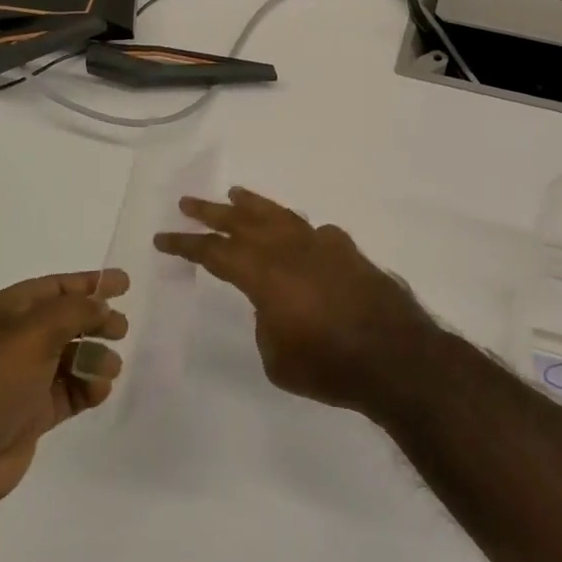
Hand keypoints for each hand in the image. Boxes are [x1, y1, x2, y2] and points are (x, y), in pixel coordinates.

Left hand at [0, 270, 128, 523]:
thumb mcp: (32, 333)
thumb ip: (74, 311)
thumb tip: (101, 306)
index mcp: (2, 312)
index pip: (53, 288)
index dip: (89, 283)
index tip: (125, 283)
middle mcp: (11, 341)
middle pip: (65, 322)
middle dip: (96, 322)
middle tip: (122, 330)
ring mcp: (21, 379)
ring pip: (70, 358)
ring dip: (94, 358)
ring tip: (108, 369)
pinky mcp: (31, 414)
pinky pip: (69, 392)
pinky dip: (87, 388)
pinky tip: (98, 392)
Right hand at [154, 188, 443, 414]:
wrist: (398, 358)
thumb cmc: (330, 367)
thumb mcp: (277, 358)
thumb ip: (266, 321)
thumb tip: (274, 303)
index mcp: (265, 275)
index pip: (216, 253)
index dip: (186, 245)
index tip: (163, 239)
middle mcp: (291, 250)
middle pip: (243, 222)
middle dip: (212, 212)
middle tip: (187, 202)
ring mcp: (323, 246)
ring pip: (280, 216)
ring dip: (254, 205)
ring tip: (235, 194)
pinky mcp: (349, 252)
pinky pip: (315, 232)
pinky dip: (298, 229)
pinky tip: (297, 233)